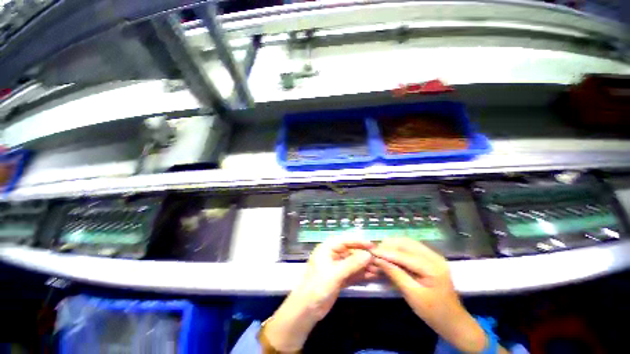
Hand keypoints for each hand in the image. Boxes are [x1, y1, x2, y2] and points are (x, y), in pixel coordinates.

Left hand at [264, 238, 375, 350]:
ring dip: (365, 265)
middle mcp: (332, 255)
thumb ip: (352, 264)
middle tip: (379, 258)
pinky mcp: (340, 278)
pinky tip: (373, 275)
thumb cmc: (318, 286)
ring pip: (353, 263)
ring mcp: (337, 267)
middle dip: (364, 255)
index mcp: (327, 248)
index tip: (372, 245)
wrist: (307, 309)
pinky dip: (362, 274)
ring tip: (379, 268)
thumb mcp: (335, 274)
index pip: (345, 240)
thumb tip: (368, 255)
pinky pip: (353, 273)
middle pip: (351, 251)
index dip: (359, 241)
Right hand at [371, 238, 488, 352]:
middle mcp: (434, 256)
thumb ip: (395, 274)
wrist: (453, 320)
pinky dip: (399, 248)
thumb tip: (378, 260)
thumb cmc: (433, 312)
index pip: (404, 255)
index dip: (386, 252)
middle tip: (375, 252)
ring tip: (381, 252)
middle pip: (406, 243)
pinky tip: (391, 254)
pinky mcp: (431, 258)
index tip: (370, 251)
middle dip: (388, 245)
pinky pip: (411, 247)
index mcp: (432, 267)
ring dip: (393, 245)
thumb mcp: (412, 295)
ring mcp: (434, 255)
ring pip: (408, 242)